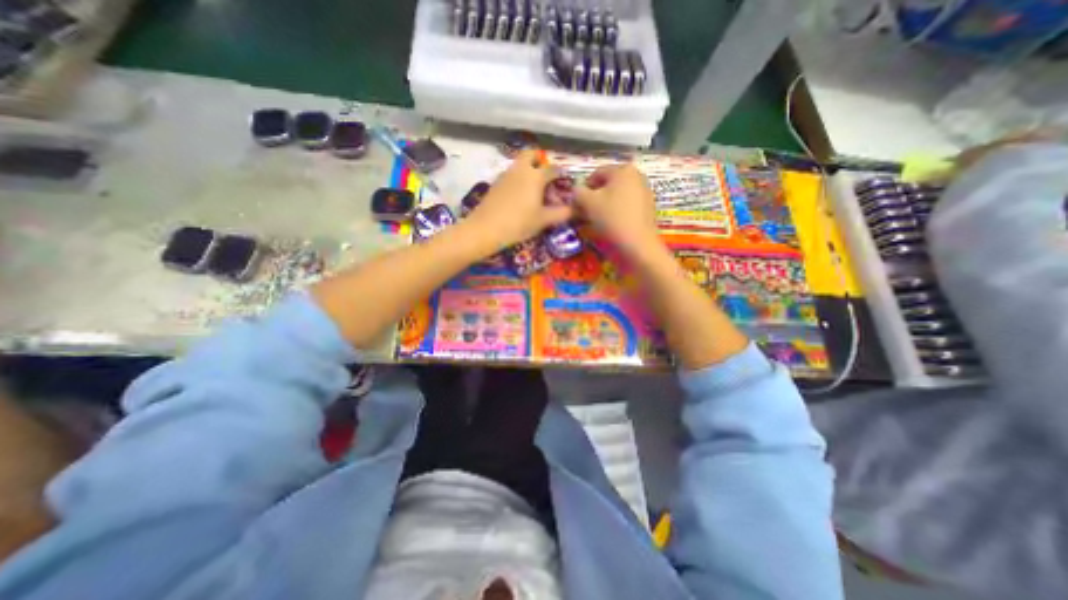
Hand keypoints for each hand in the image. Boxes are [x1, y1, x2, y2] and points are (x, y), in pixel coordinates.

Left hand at [463, 151, 570, 252]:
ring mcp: (506, 174)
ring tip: (534, 190)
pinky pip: (511, 174)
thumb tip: (575, 209)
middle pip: (532, 154)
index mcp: (536, 176)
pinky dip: (518, 178)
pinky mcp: (496, 183)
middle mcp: (521, 169)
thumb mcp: (543, 220)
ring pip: (519, 164)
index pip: (553, 169)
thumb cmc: (519, 223)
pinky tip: (519, 196)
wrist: (486, 229)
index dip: (561, 175)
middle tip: (546, 177)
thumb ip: (561, 213)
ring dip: (528, 170)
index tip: (565, 184)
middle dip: (540, 161)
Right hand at [575, 165, 660, 257]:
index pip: (595, 174)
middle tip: (586, 213)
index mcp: (623, 169)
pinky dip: (617, 212)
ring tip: (598, 221)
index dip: (583, 189)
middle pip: (608, 184)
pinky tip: (612, 225)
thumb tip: (576, 191)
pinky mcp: (648, 207)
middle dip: (595, 197)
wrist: (637, 244)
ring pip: (617, 195)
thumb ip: (578, 192)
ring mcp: (645, 191)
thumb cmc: (612, 218)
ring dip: (605, 205)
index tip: (577, 205)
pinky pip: (626, 205)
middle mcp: (637, 175)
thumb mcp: (588, 203)